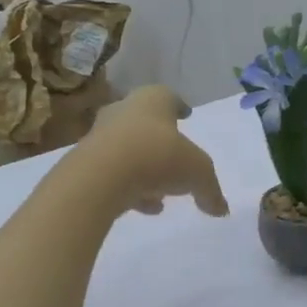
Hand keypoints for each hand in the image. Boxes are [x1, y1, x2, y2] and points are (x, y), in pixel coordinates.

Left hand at [79, 86, 230, 218]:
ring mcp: (100, 136)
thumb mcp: (198, 173)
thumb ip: (210, 190)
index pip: (168, 97)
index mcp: (152, 100)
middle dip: (160, 139)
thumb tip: (221, 209)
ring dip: (144, 167)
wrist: (101, 177)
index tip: (186, 114)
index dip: (179, 107)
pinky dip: (129, 186)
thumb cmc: (158, 157)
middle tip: (173, 155)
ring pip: (128, 148)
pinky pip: (114, 173)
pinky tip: (144, 207)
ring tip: (160, 192)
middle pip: (144, 121)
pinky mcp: (85, 164)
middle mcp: (124, 111)